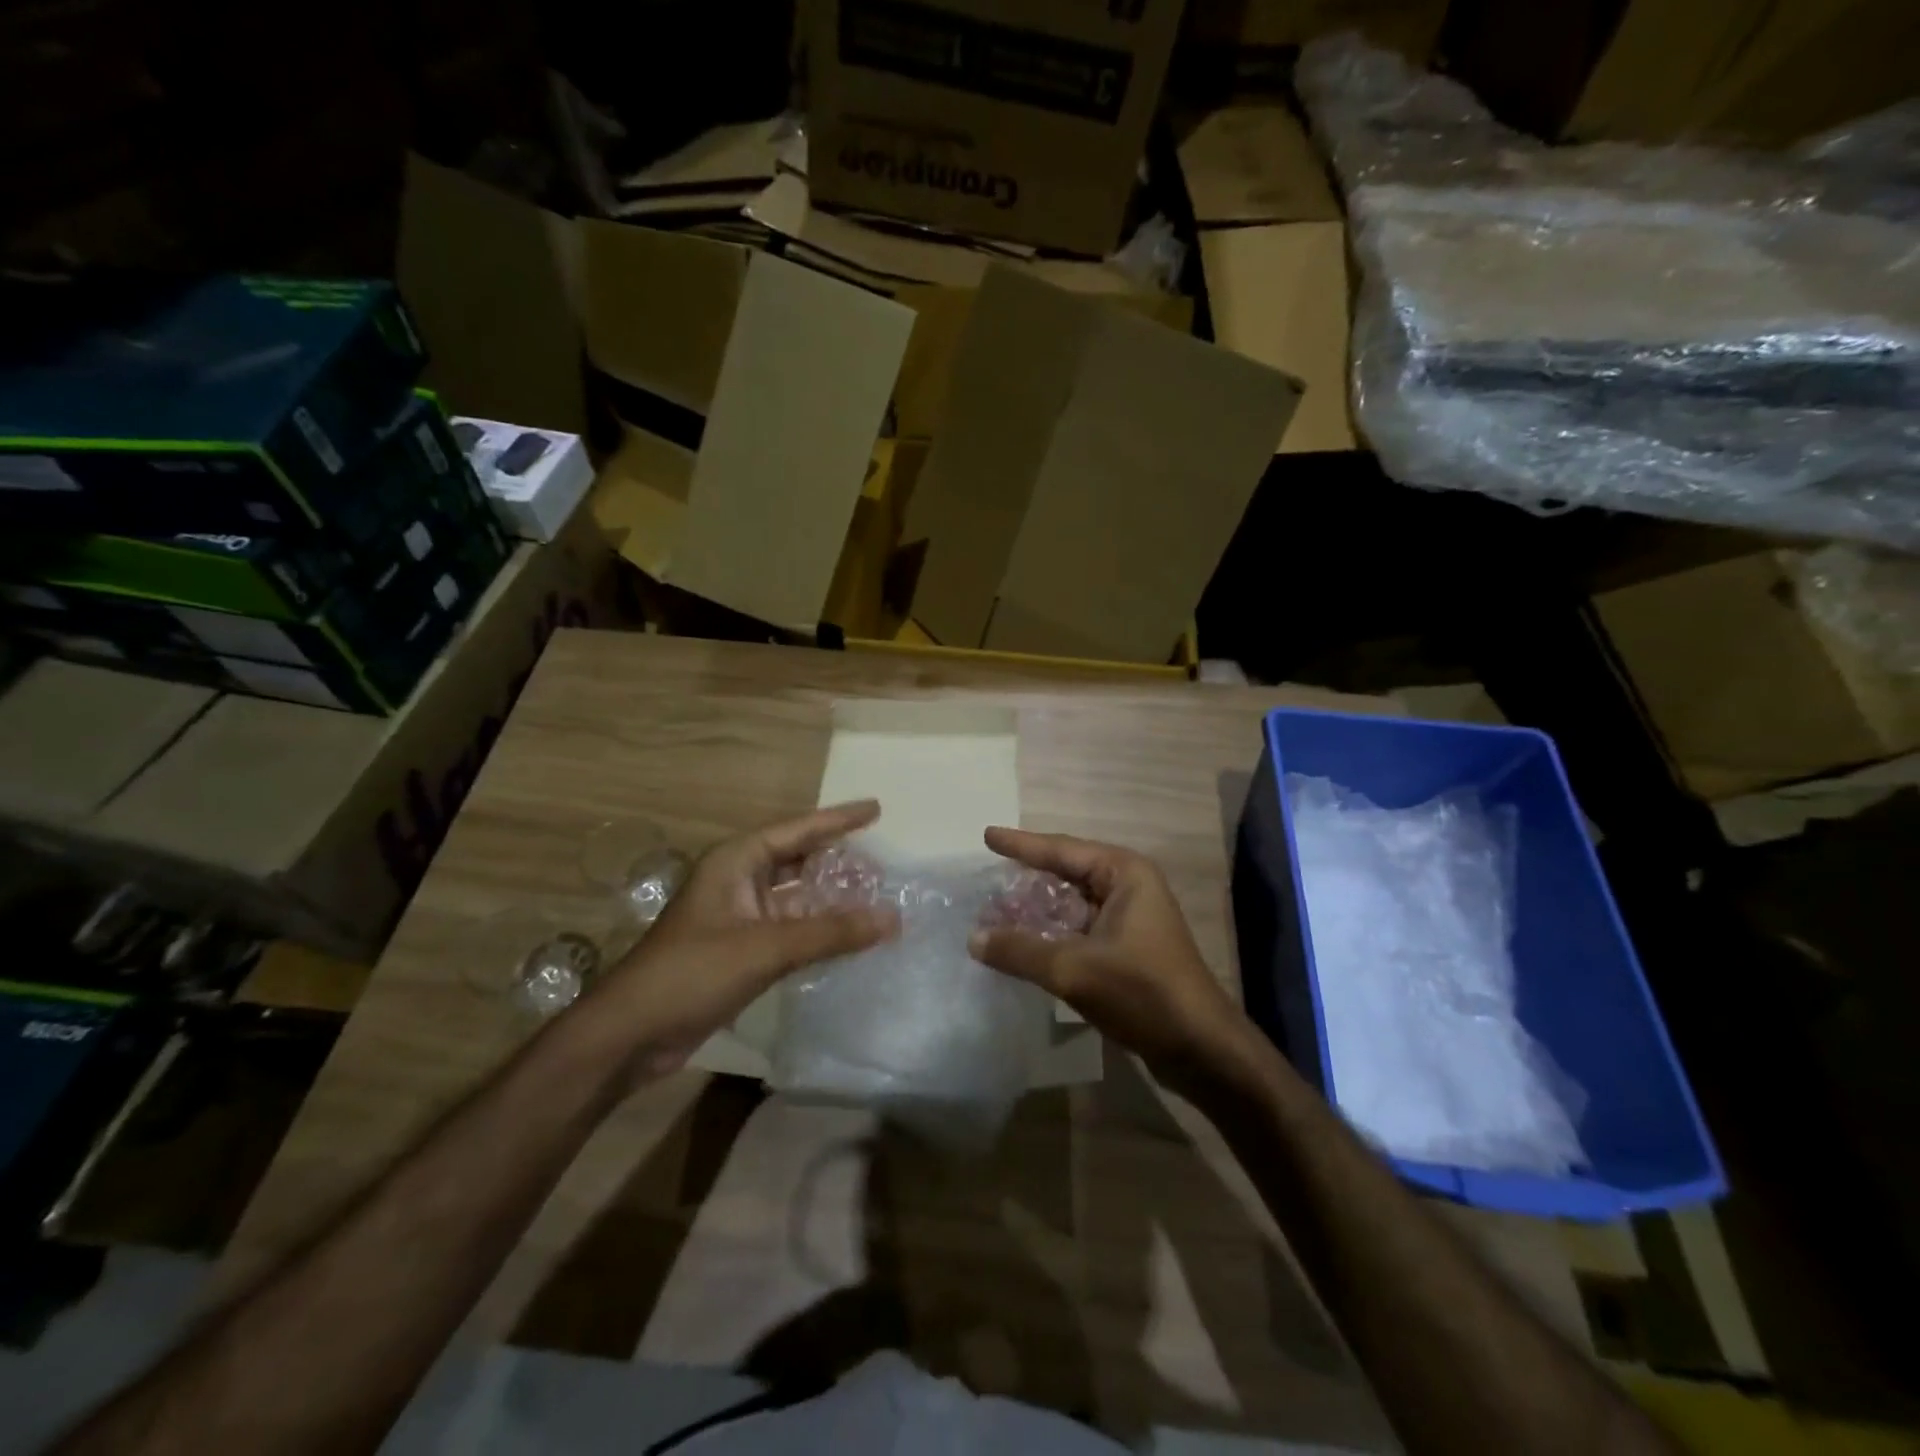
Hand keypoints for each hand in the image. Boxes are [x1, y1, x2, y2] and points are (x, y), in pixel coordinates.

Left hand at [585, 801, 897, 1079]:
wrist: (630, 1035)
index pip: (797, 830)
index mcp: (735, 862)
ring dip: (831, 899)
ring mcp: (738, 917)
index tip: (877, 809)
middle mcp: (738, 881)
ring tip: (874, 898)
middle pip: (798, 860)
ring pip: (796, 897)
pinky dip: (818, 930)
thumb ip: (830, 933)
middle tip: (881, 865)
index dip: (839, 819)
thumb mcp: (765, 948)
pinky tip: (847, 937)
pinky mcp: (740, 951)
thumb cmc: (691, 974)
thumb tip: (893, 918)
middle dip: (838, 861)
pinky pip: (790, 929)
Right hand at [970, 828, 1254, 1086]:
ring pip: (1071, 905)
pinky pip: (1078, 930)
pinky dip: (1051, 935)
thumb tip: (973, 938)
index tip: (987, 835)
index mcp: (1124, 873)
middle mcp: (1128, 887)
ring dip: (1036, 912)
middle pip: (1066, 874)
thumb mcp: (1074, 969)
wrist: (1201, 1049)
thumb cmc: (1142, 992)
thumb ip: (1020, 951)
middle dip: (1026, 880)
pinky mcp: (1127, 950)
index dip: (1021, 845)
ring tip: (995, 914)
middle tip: (986, 881)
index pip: (1061, 850)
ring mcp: (1130, 919)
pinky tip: (1023, 946)